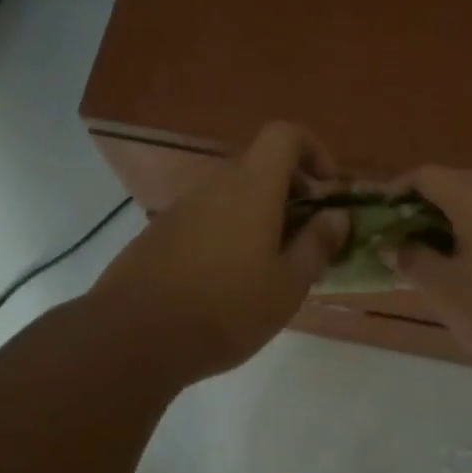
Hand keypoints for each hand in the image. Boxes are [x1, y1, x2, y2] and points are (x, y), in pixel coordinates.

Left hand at [92, 122, 347, 383]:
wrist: (134, 337)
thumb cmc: (227, 308)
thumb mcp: (287, 285)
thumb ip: (317, 244)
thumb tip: (337, 215)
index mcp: (252, 187)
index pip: (285, 135)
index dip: (313, 150)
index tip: (327, 188)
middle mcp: (216, 186)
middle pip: (260, 168)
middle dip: (292, 194)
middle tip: (307, 238)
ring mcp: (183, 209)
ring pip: (234, 197)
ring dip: (262, 218)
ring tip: (272, 270)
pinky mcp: (160, 234)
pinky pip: (208, 219)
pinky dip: (231, 234)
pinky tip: (231, 284)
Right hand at [393, 166, 471, 384]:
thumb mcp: (448, 293)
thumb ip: (412, 261)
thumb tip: (392, 244)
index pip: (427, 175)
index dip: (397, 192)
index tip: (381, 219)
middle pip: (458, 184)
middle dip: (427, 208)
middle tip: (406, 242)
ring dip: (457, 223)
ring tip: (440, 258)